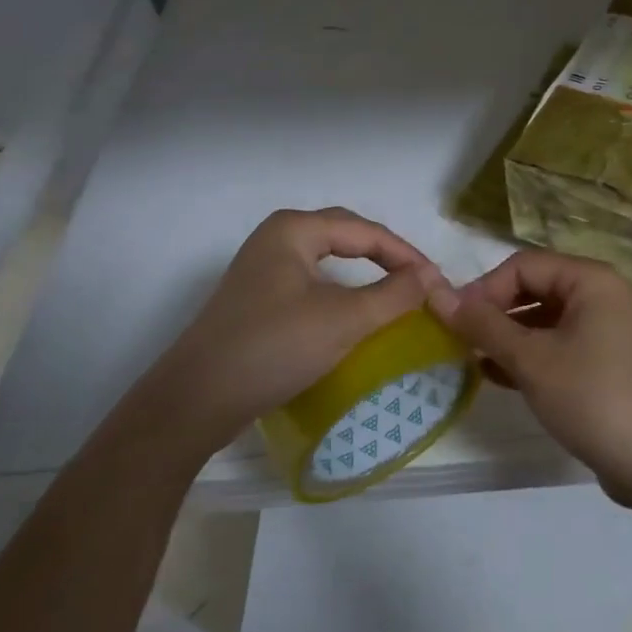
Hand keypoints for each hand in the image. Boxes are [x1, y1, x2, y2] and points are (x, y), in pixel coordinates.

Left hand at [151, 208, 446, 449]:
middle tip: (418, 281)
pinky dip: (341, 292)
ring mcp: (262, 270)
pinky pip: (311, 283)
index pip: (366, 231)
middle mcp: (276, 239)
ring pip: (327, 260)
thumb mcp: (344, 319)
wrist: (194, 402)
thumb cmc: (273, 347)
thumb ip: (394, 294)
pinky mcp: (256, 301)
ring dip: (364, 273)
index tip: (437, 282)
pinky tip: (352, 313)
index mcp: (294, 229)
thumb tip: (432, 277)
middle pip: (346, 236)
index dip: (406, 254)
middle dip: (386, 256)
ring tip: (395, 293)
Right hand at [430, 249, 631, 504]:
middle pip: (534, 288)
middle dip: (495, 312)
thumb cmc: (591, 397)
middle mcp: (600, 295)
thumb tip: (439, 296)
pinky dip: (526, 355)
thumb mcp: (531, 359)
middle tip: (459, 340)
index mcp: (590, 280)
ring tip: (470, 358)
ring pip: (542, 319)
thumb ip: (484, 325)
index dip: (485, 289)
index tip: (454, 321)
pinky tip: (493, 374)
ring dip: (506, 335)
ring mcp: (604, 329)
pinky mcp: (602, 361)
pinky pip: (556, 344)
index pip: (524, 265)